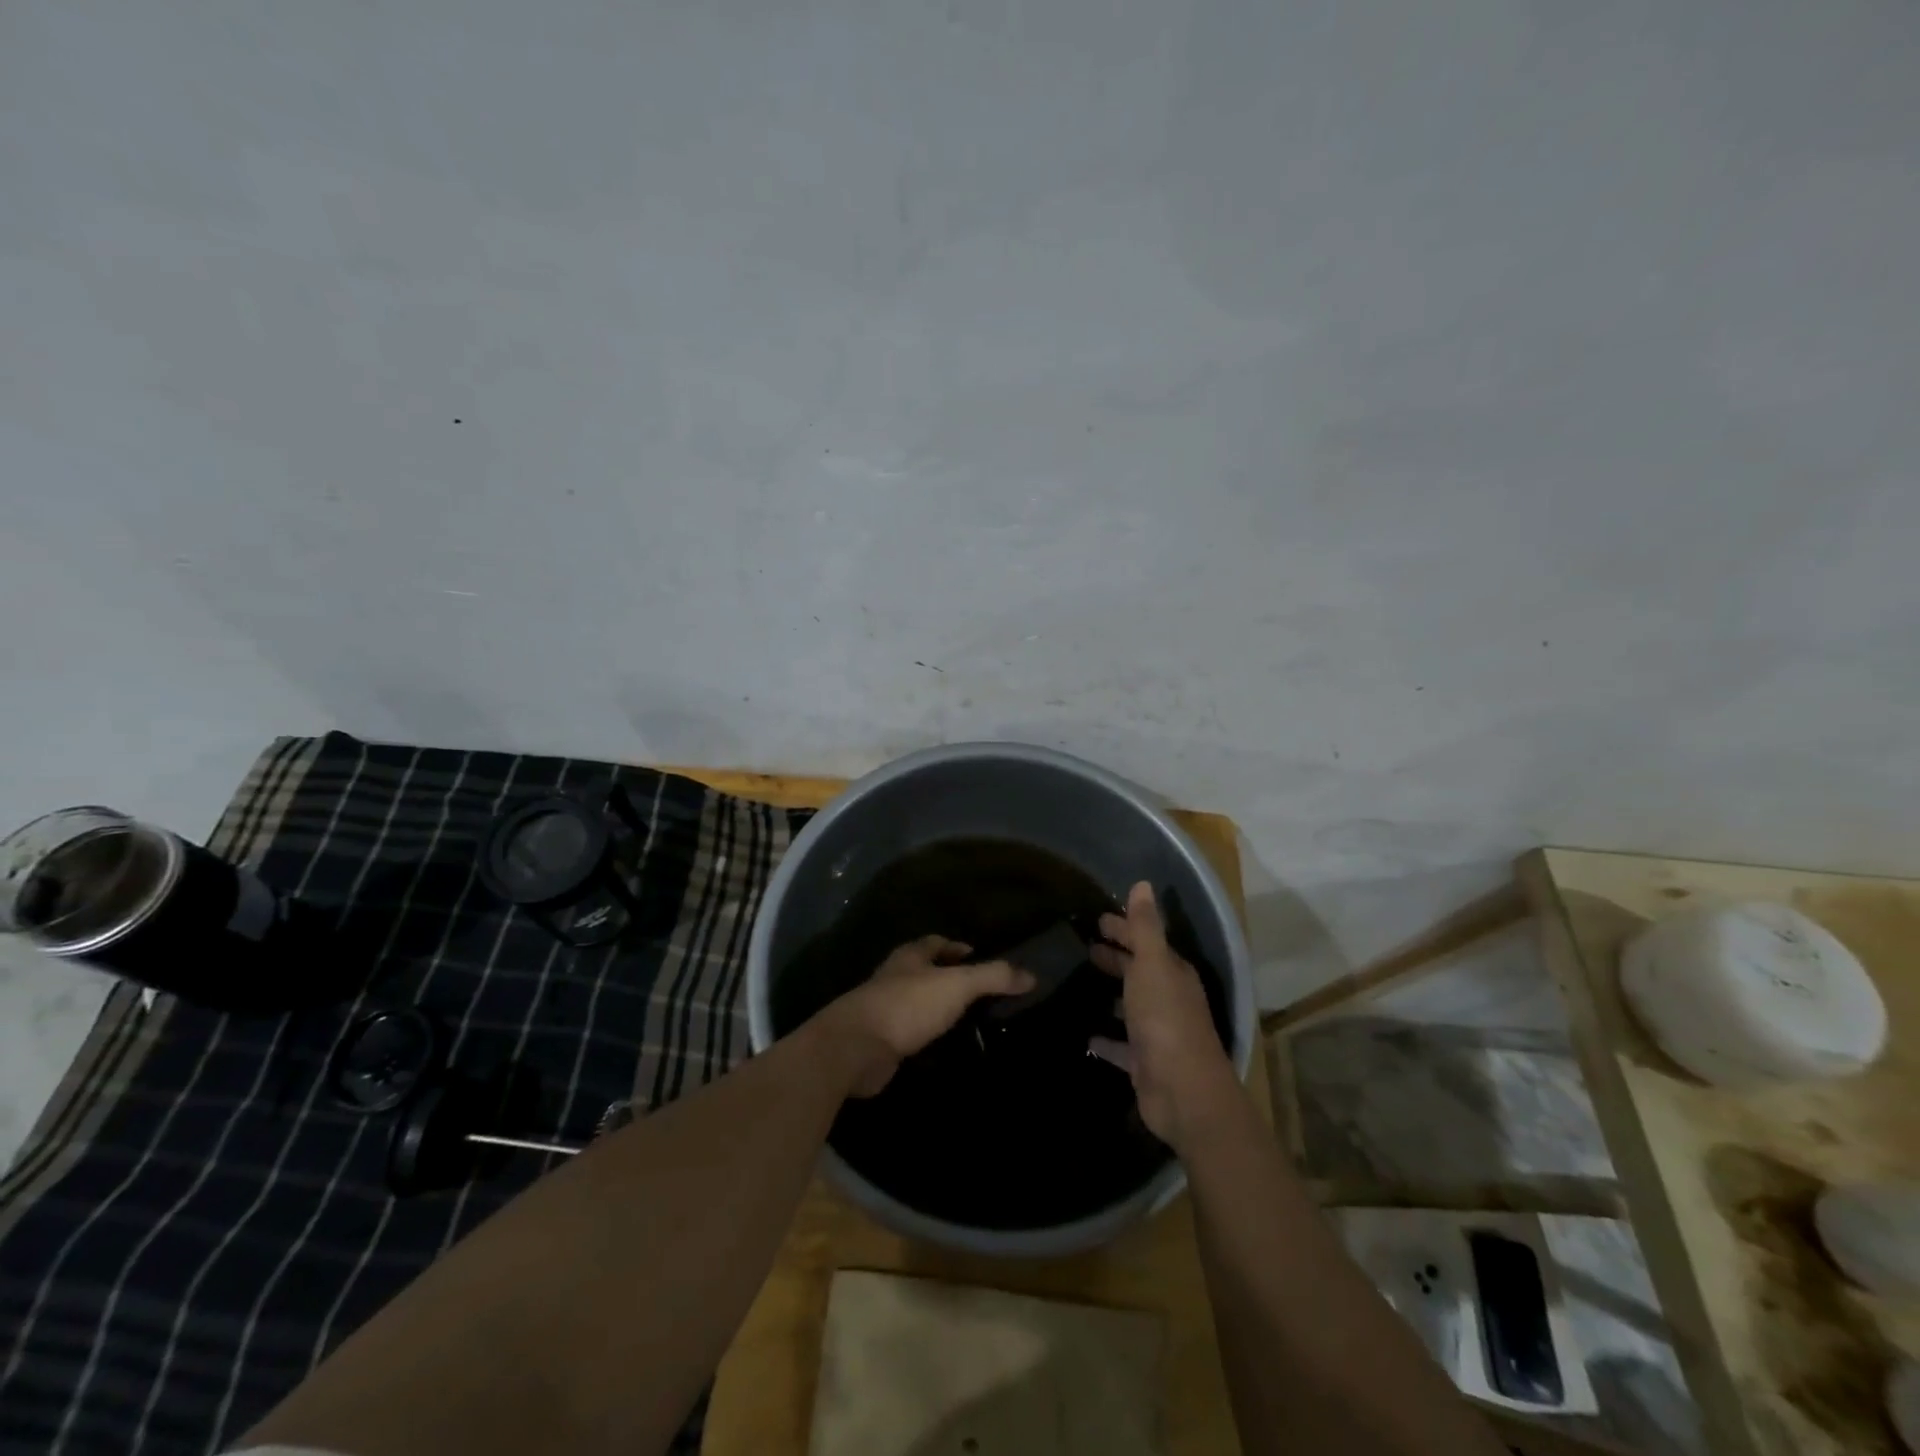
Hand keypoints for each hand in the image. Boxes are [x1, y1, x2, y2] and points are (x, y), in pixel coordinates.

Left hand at [820, 935, 1033, 1096]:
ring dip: (936, 1008)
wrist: (856, 1048)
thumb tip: (1031, 974)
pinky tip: (943, 1048)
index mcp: (909, 956)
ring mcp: (883, 1010)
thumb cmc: (907, 1005)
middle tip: (978, 991)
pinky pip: (909, 1033)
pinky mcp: (879, 1041)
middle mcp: (894, 977)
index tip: (977, 956)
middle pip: (923, 971)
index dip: (956, 947)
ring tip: (966, 1020)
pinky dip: (926, 1036)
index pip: (935, 942)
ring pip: (916, 1002)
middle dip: (946, 977)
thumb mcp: (957, 985)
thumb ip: (993, 977)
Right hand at [1089, 882, 1239, 1148]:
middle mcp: (1168, 998)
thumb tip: (1142, 884)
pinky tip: (1087, 1034)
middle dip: (1117, 956)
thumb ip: (1145, 927)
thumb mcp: (1152, 965)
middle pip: (1139, 970)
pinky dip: (1106, 1039)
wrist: (1183, 1092)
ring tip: (1083, 982)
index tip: (1098, 919)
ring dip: (1113, 993)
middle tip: (1086, 946)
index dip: (1124, 928)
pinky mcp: (1144, 1062)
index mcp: (1173, 973)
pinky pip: (1121, 1045)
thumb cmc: (1166, 1020)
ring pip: (1132, 1005)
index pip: (1146, 941)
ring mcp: (1157, 1032)